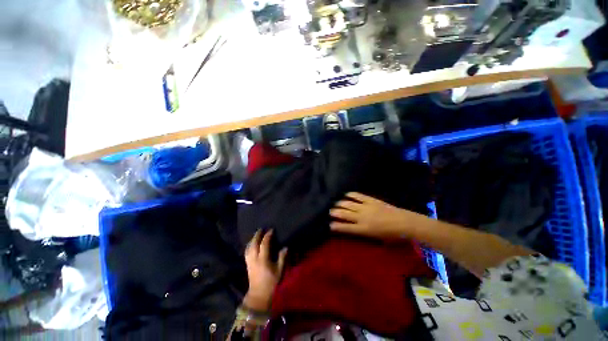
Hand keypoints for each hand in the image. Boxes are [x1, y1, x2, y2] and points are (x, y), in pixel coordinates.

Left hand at [243, 230, 286, 311]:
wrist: (258, 295)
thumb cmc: (270, 283)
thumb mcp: (279, 271)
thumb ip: (282, 258)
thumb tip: (285, 247)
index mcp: (263, 260)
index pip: (264, 244)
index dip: (267, 236)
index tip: (271, 230)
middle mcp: (254, 259)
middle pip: (254, 244)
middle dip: (257, 235)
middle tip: (261, 229)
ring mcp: (249, 262)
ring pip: (248, 247)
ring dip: (252, 239)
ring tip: (256, 234)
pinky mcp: (247, 265)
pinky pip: (246, 252)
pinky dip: (248, 245)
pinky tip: (251, 244)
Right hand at [330, 192, 413, 238]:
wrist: (404, 222)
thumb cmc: (391, 235)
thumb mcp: (376, 239)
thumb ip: (363, 234)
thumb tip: (354, 229)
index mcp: (363, 229)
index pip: (345, 227)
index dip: (335, 226)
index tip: (329, 225)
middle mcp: (361, 217)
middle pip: (343, 214)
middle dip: (334, 212)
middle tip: (329, 211)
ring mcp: (365, 207)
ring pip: (348, 204)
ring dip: (339, 203)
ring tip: (335, 203)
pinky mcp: (370, 200)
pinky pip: (357, 195)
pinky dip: (350, 194)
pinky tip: (345, 194)